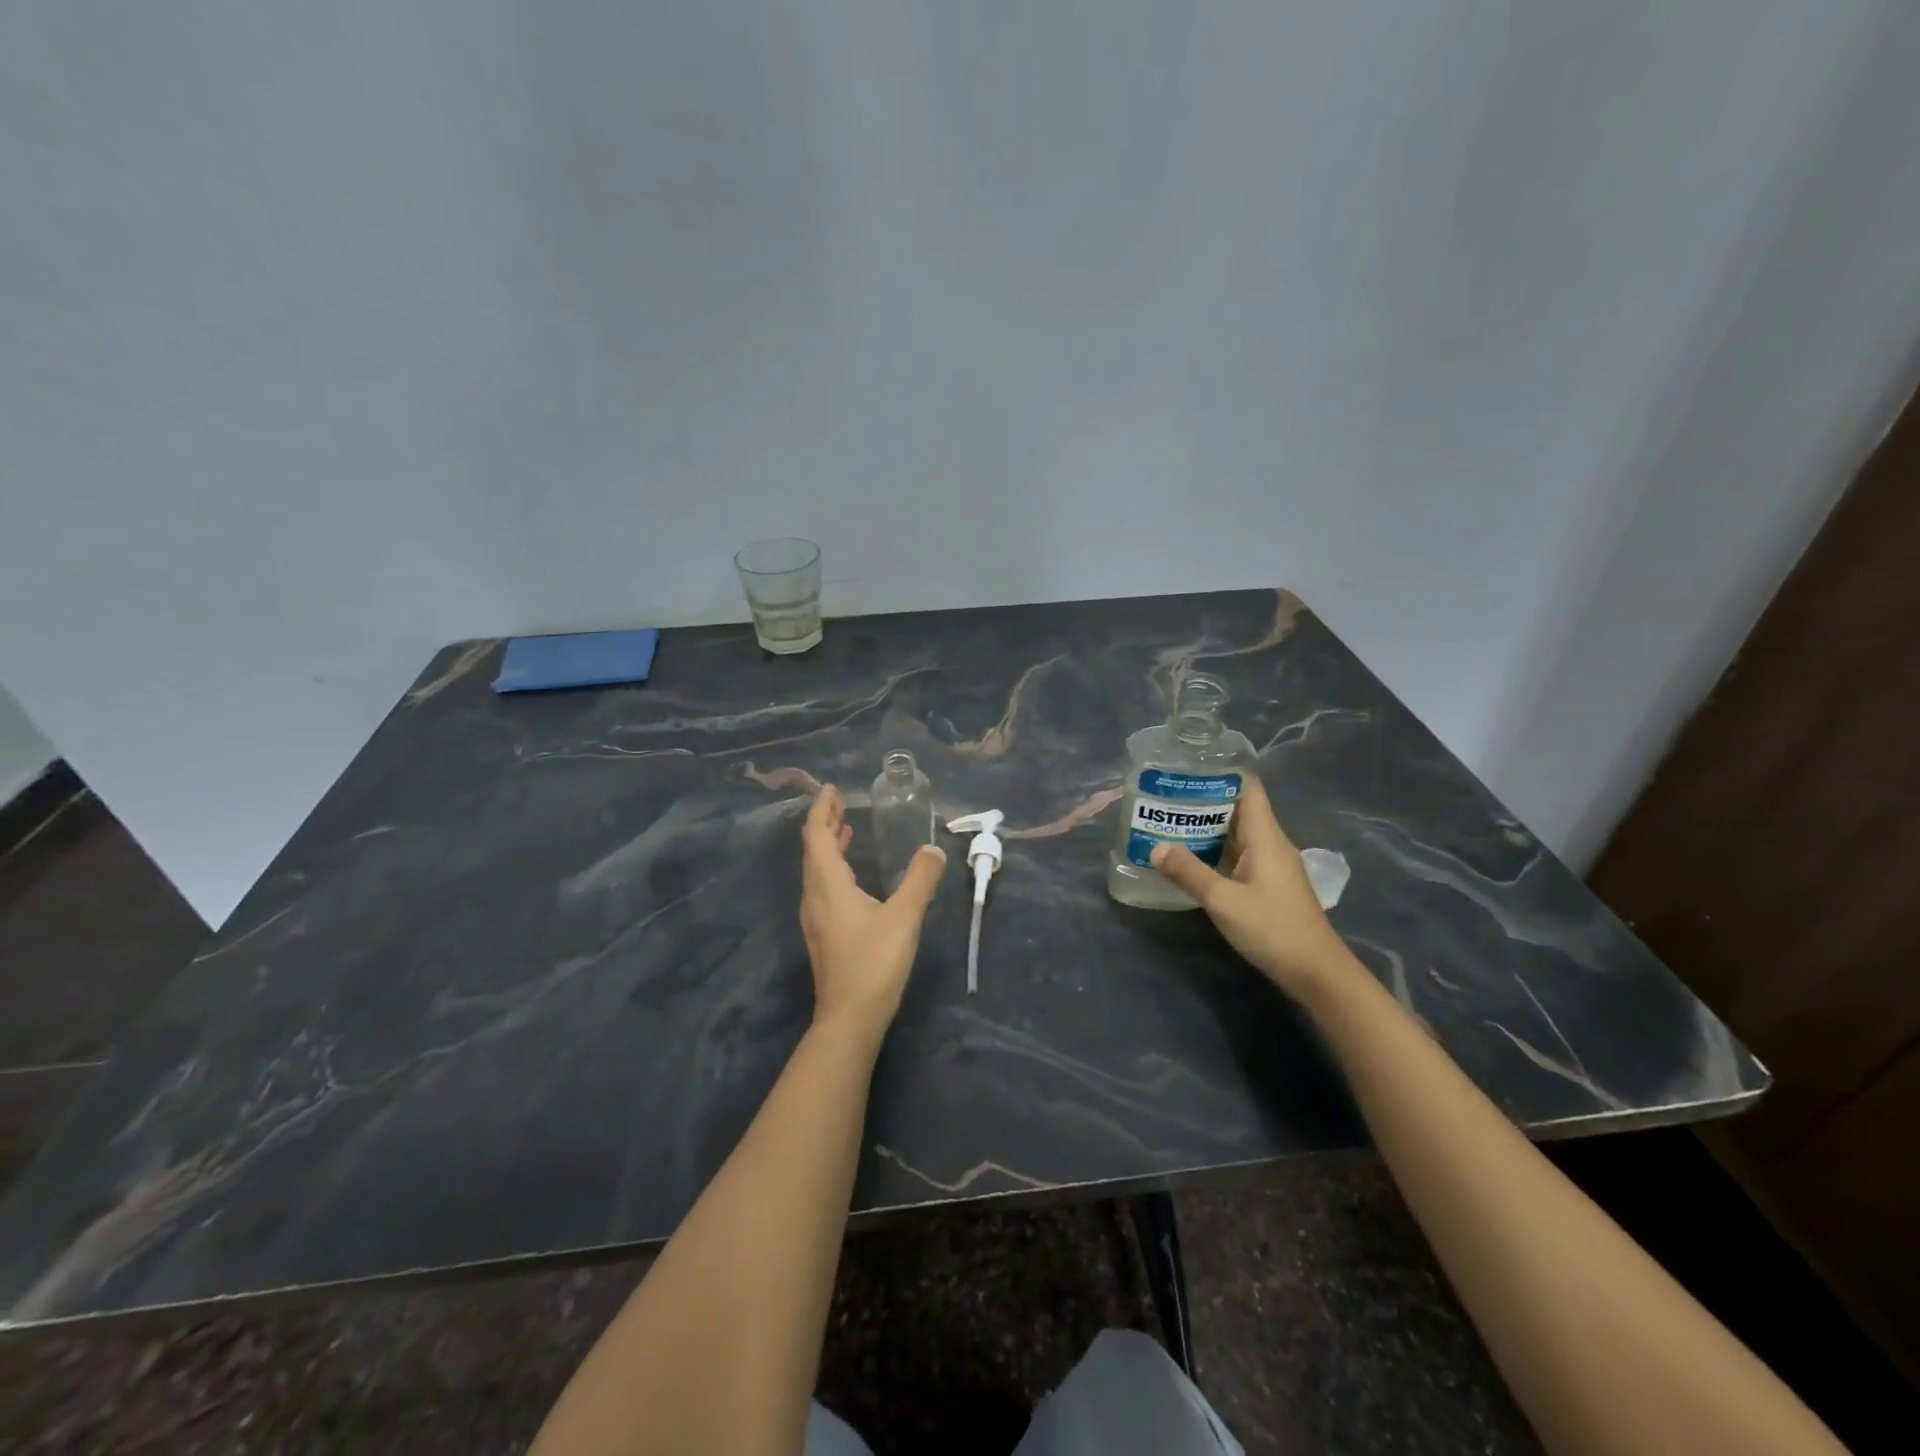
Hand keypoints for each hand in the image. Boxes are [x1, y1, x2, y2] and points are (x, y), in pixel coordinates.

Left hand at [800, 785, 946, 1036]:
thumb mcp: (905, 916)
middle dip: (824, 823)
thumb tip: (933, 849)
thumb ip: (921, 879)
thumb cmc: (874, 962)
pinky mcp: (824, 935)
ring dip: (828, 846)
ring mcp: (816, 918)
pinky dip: (834, 868)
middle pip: (812, 850)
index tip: (831, 789)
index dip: (822, 809)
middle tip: (840, 802)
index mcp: (828, 885)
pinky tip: (852, 875)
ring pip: (816, 870)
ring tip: (845, 829)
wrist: (850, 1018)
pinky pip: (823, 887)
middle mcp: (815, 897)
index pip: (816, 835)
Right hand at [1149, 776, 1356, 1000]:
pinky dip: (1215, 850)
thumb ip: (1189, 872)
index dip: (1222, 773)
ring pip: (1237, 834)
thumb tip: (1155, 846)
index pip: (1248, 788)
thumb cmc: (1274, 929)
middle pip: (1239, 809)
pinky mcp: (1268, 885)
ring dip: (1207, 827)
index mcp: (1266, 837)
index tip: (1188, 767)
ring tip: (1169, 820)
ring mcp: (1271, 866)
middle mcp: (1271, 844)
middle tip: (1165, 795)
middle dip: (1204, 799)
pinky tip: (1190, 857)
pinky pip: (1238, 855)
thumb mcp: (1224, 901)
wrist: (1317, 973)